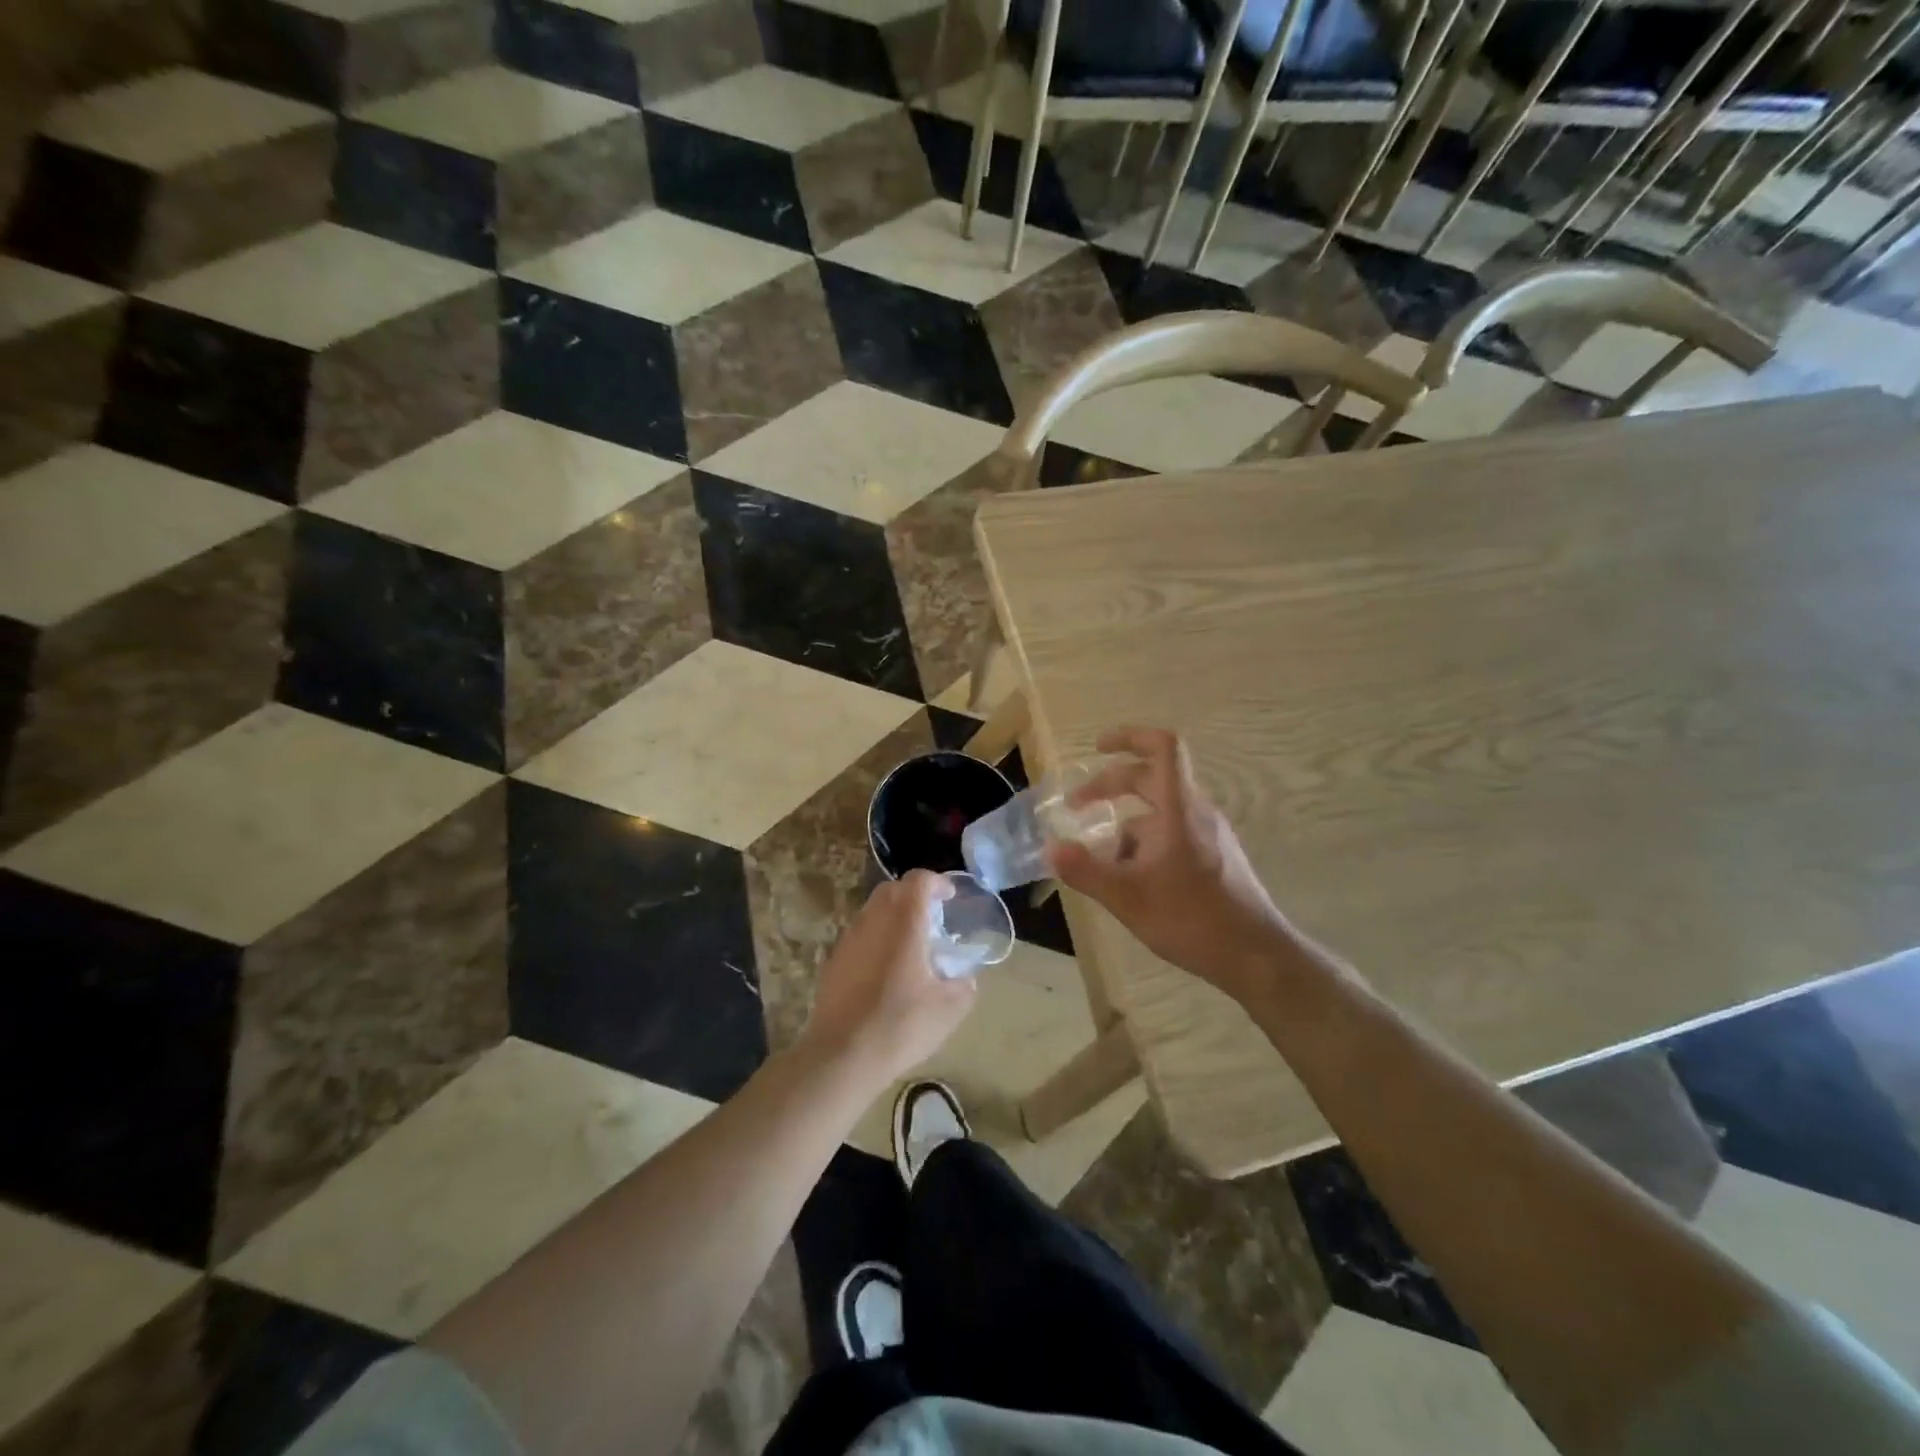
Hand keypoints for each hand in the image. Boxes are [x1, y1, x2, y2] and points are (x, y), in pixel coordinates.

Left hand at [800, 871, 976, 1087]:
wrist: (841, 1056)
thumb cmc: (900, 1025)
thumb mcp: (947, 1010)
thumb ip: (963, 988)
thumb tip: (966, 980)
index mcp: (904, 922)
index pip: (919, 880)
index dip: (937, 882)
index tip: (950, 896)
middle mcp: (873, 920)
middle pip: (892, 889)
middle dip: (913, 895)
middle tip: (932, 917)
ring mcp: (848, 939)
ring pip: (872, 911)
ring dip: (892, 917)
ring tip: (910, 945)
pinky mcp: (833, 961)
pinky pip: (859, 936)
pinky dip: (875, 939)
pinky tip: (885, 970)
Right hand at [1049, 727, 1290, 1005]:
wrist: (1256, 957)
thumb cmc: (1193, 919)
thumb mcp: (1129, 898)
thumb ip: (1086, 871)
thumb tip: (1051, 849)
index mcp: (1180, 809)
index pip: (1163, 747)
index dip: (1129, 736)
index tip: (1098, 748)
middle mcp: (1197, 812)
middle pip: (1152, 778)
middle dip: (1109, 787)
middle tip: (1076, 807)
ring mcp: (1209, 834)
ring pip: (1159, 812)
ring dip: (1125, 825)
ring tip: (1102, 862)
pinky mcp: (1215, 856)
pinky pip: (1172, 833)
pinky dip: (1144, 844)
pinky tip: (1132, 881)